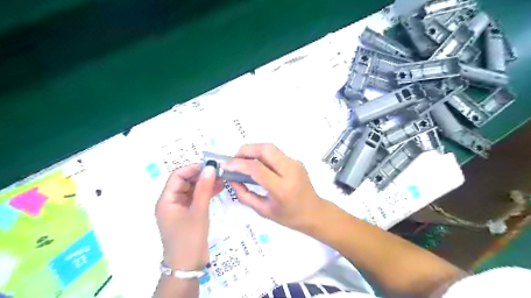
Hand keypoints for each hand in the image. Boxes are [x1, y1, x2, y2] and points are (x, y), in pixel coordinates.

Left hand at [155, 164, 222, 271]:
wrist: (188, 266)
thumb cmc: (189, 238)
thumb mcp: (198, 211)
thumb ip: (204, 188)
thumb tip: (210, 168)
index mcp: (166, 200)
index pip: (177, 176)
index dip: (192, 168)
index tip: (210, 166)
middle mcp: (171, 202)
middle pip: (185, 182)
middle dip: (201, 175)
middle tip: (219, 171)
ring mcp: (180, 208)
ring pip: (192, 190)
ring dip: (205, 183)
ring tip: (222, 178)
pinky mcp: (189, 214)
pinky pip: (197, 198)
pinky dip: (207, 193)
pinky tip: (220, 188)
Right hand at [221, 143, 321, 229]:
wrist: (314, 213)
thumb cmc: (289, 217)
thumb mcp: (263, 210)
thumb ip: (244, 195)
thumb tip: (231, 179)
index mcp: (281, 188)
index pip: (257, 168)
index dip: (238, 164)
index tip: (225, 165)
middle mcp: (290, 171)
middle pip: (265, 148)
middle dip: (246, 150)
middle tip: (234, 159)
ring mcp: (295, 163)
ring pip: (270, 147)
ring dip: (253, 150)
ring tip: (243, 161)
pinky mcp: (296, 161)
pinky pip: (275, 153)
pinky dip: (262, 155)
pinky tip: (257, 165)